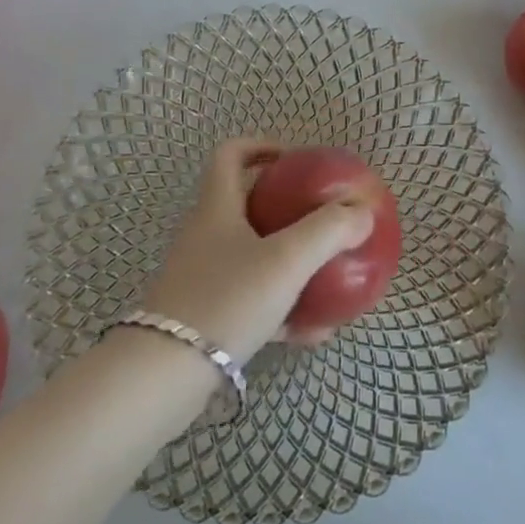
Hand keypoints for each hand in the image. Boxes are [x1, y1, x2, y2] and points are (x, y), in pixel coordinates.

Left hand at [141, 139, 374, 360]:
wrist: (163, 377)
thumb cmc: (226, 300)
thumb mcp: (286, 261)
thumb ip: (328, 231)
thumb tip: (362, 212)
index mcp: (217, 207)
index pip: (232, 154)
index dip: (263, 146)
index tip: (296, 161)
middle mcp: (205, 235)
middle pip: (246, 205)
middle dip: (286, 208)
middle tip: (321, 217)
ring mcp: (202, 277)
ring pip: (252, 256)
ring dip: (288, 261)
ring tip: (326, 274)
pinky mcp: (204, 317)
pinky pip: (250, 301)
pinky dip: (281, 308)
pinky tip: (313, 331)